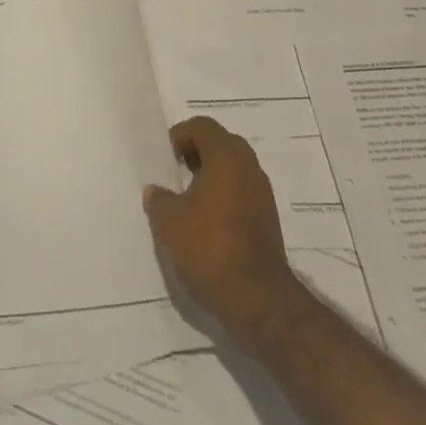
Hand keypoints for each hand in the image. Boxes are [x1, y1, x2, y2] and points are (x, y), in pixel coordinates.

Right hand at [143, 115, 299, 329]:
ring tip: (189, 198)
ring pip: (234, 170)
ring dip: (212, 175)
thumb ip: (159, 200)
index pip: (203, 127)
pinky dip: (225, 196)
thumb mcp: (169, 222)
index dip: (181, 135)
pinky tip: (207, 221)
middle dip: (198, 152)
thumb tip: (156, 192)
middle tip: (177, 171)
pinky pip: (243, 193)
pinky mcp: (269, 220)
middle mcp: (249, 168)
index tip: (166, 156)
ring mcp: (263, 195)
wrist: (257, 298)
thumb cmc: (209, 246)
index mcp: (226, 157)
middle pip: (222, 144)